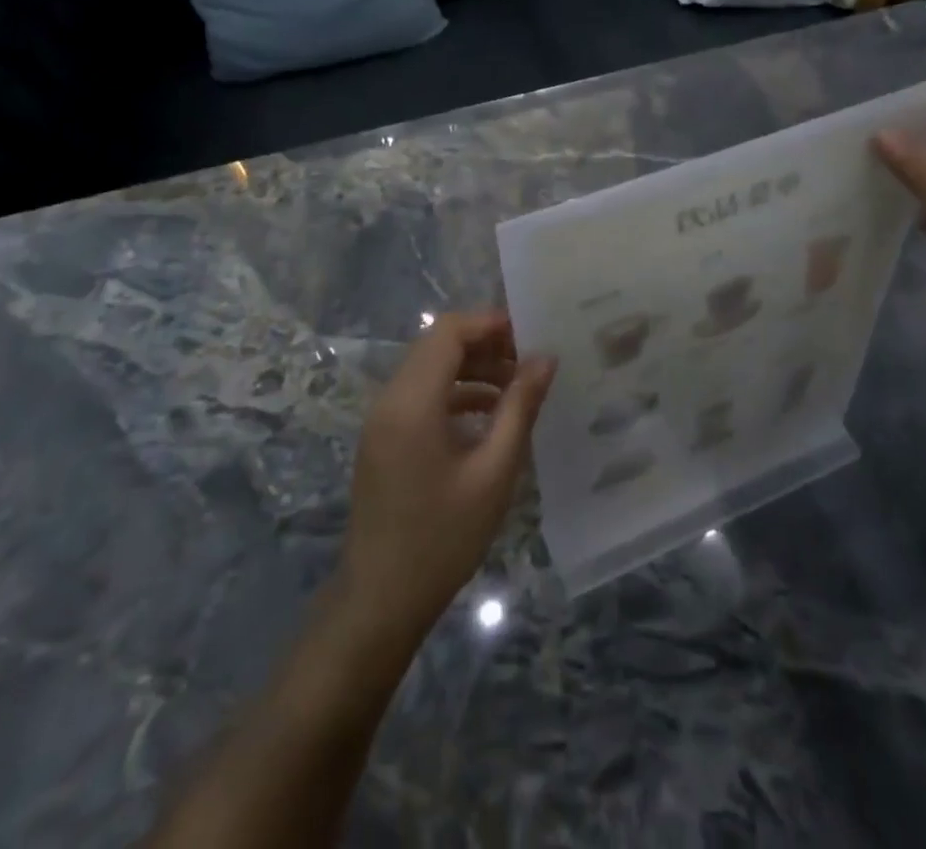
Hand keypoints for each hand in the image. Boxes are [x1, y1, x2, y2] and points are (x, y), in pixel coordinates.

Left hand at [339, 311, 555, 635]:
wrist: (380, 601)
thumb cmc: (442, 537)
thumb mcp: (493, 472)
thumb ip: (520, 407)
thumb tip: (546, 359)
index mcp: (412, 401)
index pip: (448, 331)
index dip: (490, 323)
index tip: (531, 335)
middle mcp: (390, 399)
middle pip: (438, 345)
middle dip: (486, 344)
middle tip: (530, 361)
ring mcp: (383, 419)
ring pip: (430, 368)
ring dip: (473, 368)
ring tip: (518, 387)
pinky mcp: (384, 438)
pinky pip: (422, 395)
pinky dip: (456, 393)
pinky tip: (490, 415)